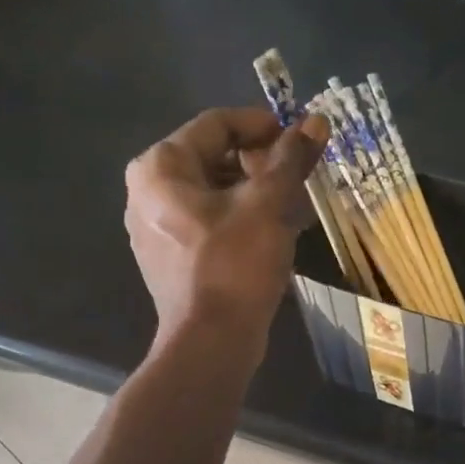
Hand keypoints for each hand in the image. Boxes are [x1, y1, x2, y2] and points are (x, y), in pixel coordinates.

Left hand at [124, 107, 325, 346]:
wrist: (212, 342)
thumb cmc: (234, 264)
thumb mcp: (268, 205)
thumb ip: (290, 159)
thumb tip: (316, 121)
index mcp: (160, 168)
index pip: (217, 125)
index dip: (264, 125)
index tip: (301, 138)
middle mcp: (148, 191)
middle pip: (215, 157)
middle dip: (263, 163)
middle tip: (302, 175)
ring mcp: (157, 227)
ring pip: (216, 192)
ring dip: (259, 192)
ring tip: (298, 204)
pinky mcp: (173, 258)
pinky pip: (212, 222)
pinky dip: (244, 219)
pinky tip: (279, 232)